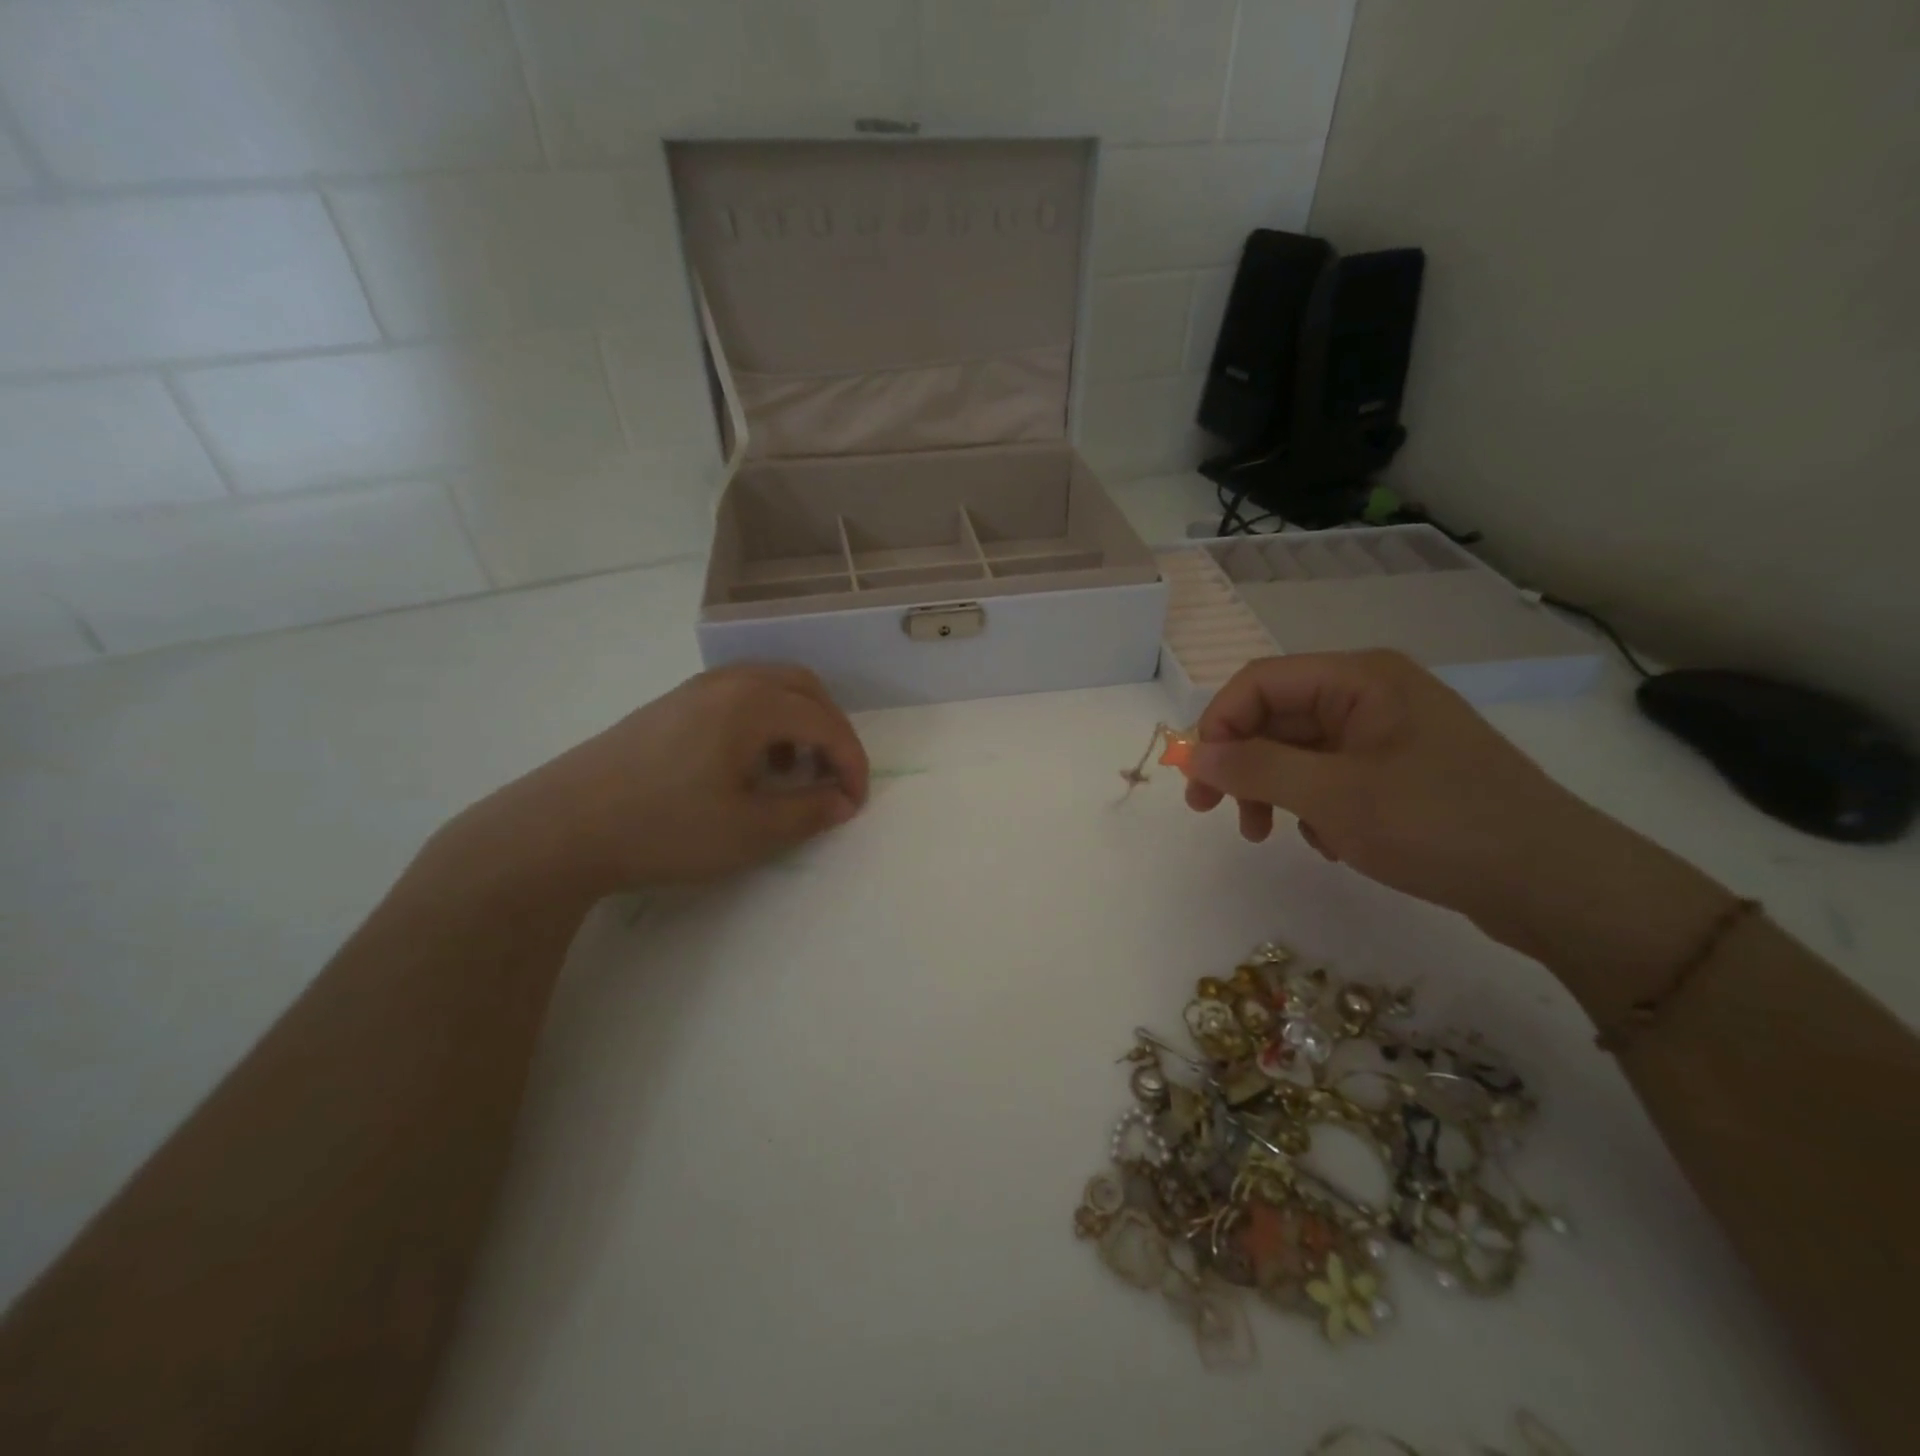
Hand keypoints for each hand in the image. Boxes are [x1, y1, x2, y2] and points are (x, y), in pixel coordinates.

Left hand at [452, 663, 869, 897]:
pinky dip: (763, 720)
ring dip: (796, 721)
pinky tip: (746, 764)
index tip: (855, 802)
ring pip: (768, 686)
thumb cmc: (665, 829)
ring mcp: (693, 690)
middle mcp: (727, 682)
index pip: (825, 722)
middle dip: (829, 729)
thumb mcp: (749, 831)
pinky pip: (737, 696)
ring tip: (791, 771)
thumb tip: (843, 801)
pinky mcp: (669, 706)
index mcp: (752, 704)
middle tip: (832, 776)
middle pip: (802, 687)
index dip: (851, 761)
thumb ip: (808, 812)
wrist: (561, 828)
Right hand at [1182, 651, 1608, 941]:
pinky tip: (1332, 844)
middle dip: (1243, 766)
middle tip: (1217, 816)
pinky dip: (1314, 808)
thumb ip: (1255, 769)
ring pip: (1300, 752)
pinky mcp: (1401, 772)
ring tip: (1270, 838)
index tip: (1197, 781)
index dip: (1218, 726)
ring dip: (1274, 792)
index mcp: (1359, 679)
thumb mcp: (1334, 797)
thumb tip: (1195, 755)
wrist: (1557, 885)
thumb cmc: (1439, 825)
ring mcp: (1388, 734)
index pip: (1259, 683)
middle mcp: (1371, 695)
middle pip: (1277, 717)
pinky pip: (1331, 778)